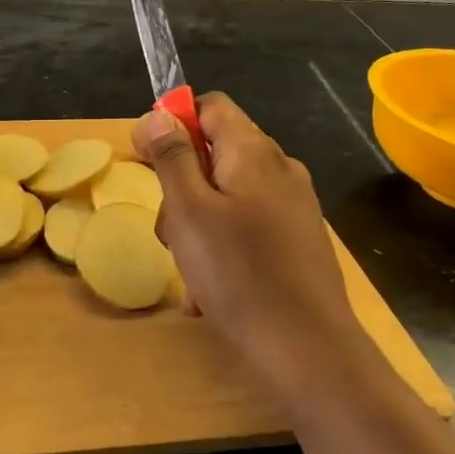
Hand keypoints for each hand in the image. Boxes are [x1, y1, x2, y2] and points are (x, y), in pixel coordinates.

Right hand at [135, 93, 363, 390]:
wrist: (307, 347)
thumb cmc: (238, 273)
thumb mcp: (189, 211)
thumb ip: (172, 157)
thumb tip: (157, 115)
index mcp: (253, 151)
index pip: (209, 106)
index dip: (172, 123)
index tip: (147, 161)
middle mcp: (280, 168)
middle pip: (216, 153)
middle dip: (182, 185)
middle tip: (169, 231)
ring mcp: (294, 205)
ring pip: (228, 195)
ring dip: (198, 223)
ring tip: (190, 270)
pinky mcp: (299, 239)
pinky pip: (248, 226)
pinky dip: (224, 246)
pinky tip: (213, 289)